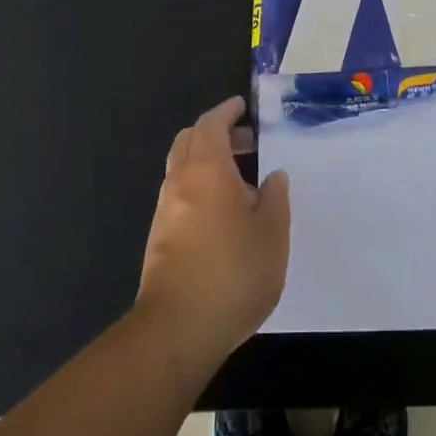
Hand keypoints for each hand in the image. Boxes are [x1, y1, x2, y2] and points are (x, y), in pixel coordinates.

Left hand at [134, 98, 289, 385]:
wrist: (178, 328)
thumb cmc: (234, 272)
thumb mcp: (272, 233)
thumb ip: (275, 198)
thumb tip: (272, 176)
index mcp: (207, 170)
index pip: (211, 124)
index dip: (226, 111)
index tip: (242, 106)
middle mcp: (179, 182)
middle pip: (189, 141)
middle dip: (216, 134)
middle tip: (248, 142)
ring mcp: (165, 211)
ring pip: (182, 169)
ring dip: (208, 162)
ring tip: (243, 180)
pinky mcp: (160, 238)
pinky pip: (180, 195)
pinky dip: (200, 186)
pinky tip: (225, 213)